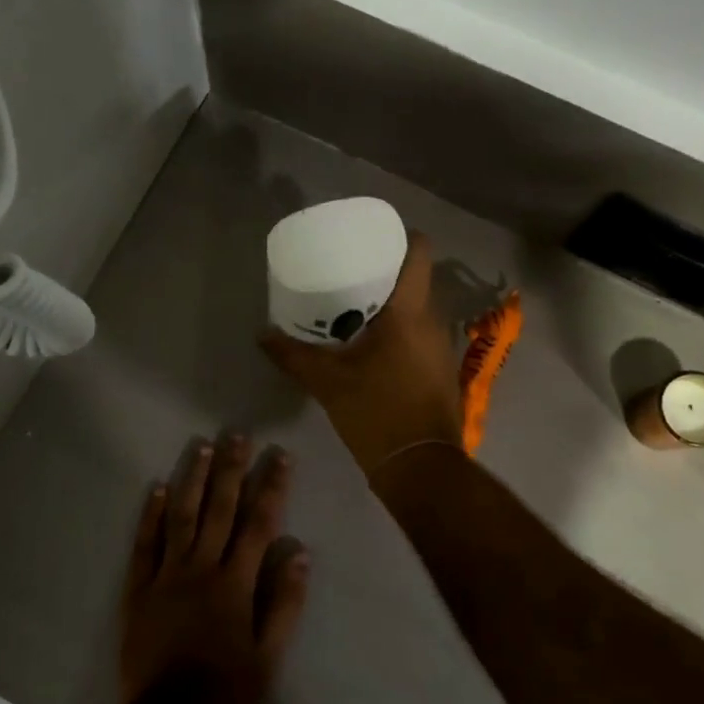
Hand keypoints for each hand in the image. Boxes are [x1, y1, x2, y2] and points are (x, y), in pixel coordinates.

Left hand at [119, 435, 310, 703]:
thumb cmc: (225, 689)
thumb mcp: (269, 656)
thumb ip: (285, 603)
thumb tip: (301, 553)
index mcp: (236, 582)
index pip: (259, 523)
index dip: (272, 486)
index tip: (280, 455)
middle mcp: (202, 568)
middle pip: (220, 509)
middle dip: (231, 469)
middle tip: (237, 434)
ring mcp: (167, 575)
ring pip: (182, 517)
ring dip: (193, 479)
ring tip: (201, 446)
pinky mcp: (139, 589)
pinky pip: (145, 544)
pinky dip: (151, 515)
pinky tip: (157, 488)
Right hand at [259, 232, 463, 477]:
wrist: (421, 467)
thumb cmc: (377, 413)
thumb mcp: (328, 383)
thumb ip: (293, 355)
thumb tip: (262, 335)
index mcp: (410, 312)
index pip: (420, 252)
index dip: (400, 236)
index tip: (371, 238)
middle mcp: (433, 321)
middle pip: (416, 278)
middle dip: (386, 270)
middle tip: (349, 270)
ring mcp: (441, 346)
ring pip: (418, 307)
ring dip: (392, 302)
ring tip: (355, 304)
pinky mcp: (440, 368)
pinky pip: (420, 332)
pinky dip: (399, 327)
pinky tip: (372, 342)